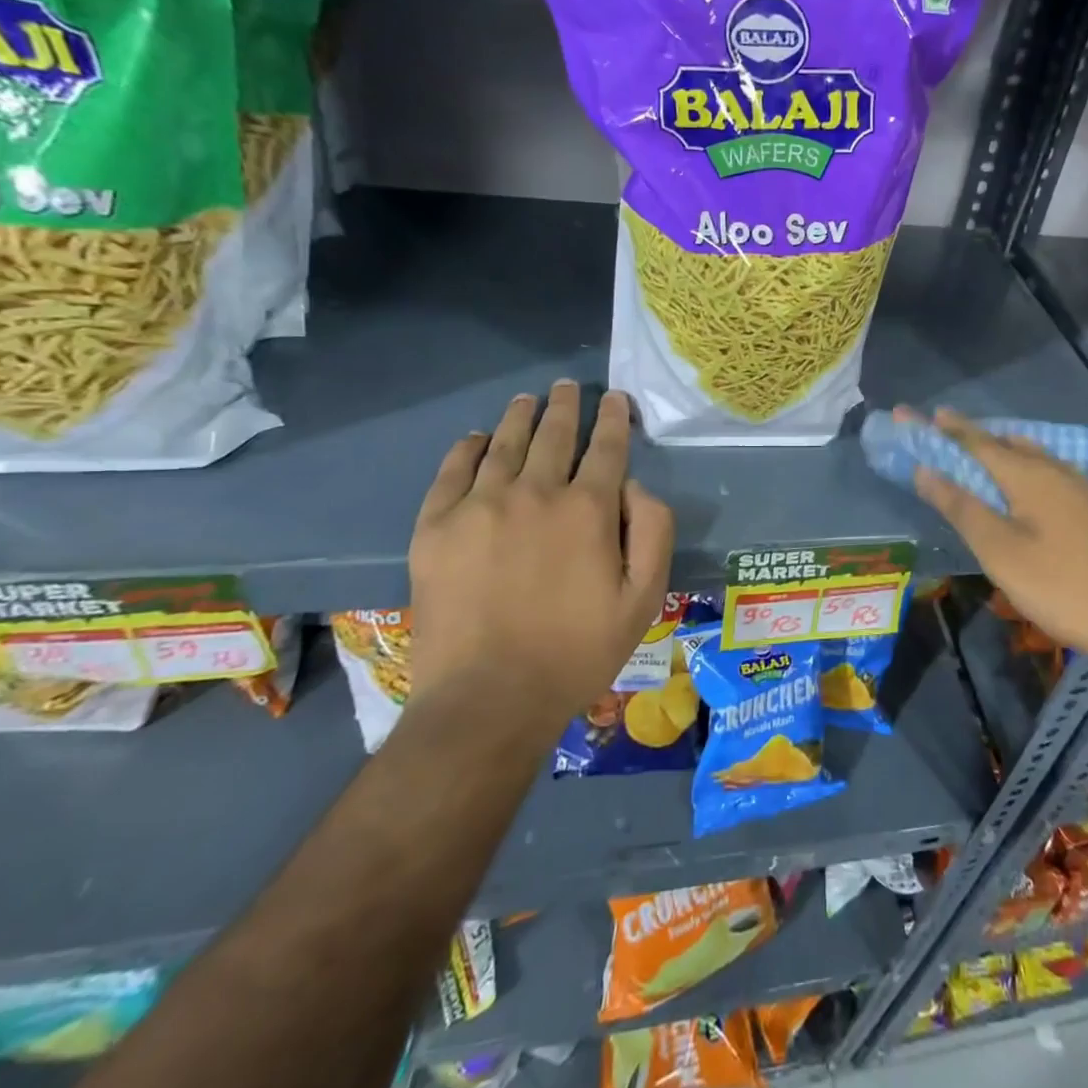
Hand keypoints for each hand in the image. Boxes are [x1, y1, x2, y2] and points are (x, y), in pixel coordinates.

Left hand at [407, 382, 674, 720]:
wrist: (489, 699)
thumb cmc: (578, 651)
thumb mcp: (644, 598)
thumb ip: (652, 531)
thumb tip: (634, 485)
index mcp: (588, 509)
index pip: (606, 447)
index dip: (613, 418)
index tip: (615, 398)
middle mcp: (534, 493)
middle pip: (553, 435)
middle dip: (566, 406)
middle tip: (568, 388)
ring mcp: (479, 506)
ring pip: (504, 444)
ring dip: (520, 416)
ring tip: (528, 400)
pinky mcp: (435, 528)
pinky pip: (452, 471)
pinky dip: (466, 448)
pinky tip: (475, 439)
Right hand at [904, 407, 1087, 670]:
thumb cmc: (1061, 585)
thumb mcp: (1000, 551)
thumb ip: (961, 507)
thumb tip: (924, 470)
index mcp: (1028, 475)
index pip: (976, 441)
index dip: (944, 429)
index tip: (916, 414)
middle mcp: (1056, 470)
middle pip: (1006, 443)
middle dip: (972, 437)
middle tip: (944, 434)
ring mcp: (1082, 487)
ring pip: (1033, 455)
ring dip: (1001, 449)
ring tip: (980, 453)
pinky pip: (1050, 471)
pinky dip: (1025, 467)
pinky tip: (1027, 485)